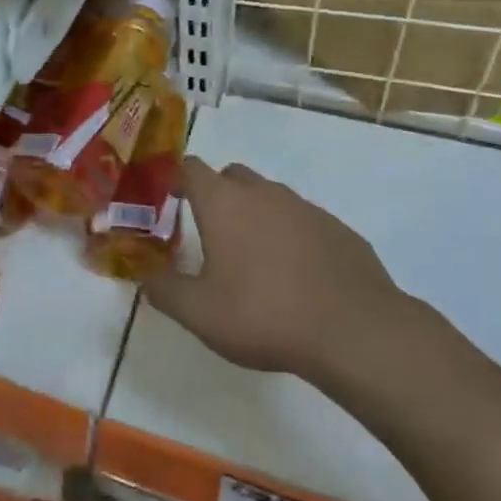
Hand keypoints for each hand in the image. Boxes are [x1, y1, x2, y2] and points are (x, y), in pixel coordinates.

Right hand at [142, 158, 430, 396]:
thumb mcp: (199, 313)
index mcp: (224, 204)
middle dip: (217, 194)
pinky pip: (304, 222)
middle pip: (232, 176)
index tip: (169, 198)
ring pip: (271, 197)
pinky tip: (296, 275)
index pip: (191, 168)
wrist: (356, 332)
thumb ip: (163, 291)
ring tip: (254, 258)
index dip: (176, 179)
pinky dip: (291, 236)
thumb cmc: (264, 314)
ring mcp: (307, 209)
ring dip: (256, 215)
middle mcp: (264, 194)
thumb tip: (144, 279)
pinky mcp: (340, 230)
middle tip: (210, 232)